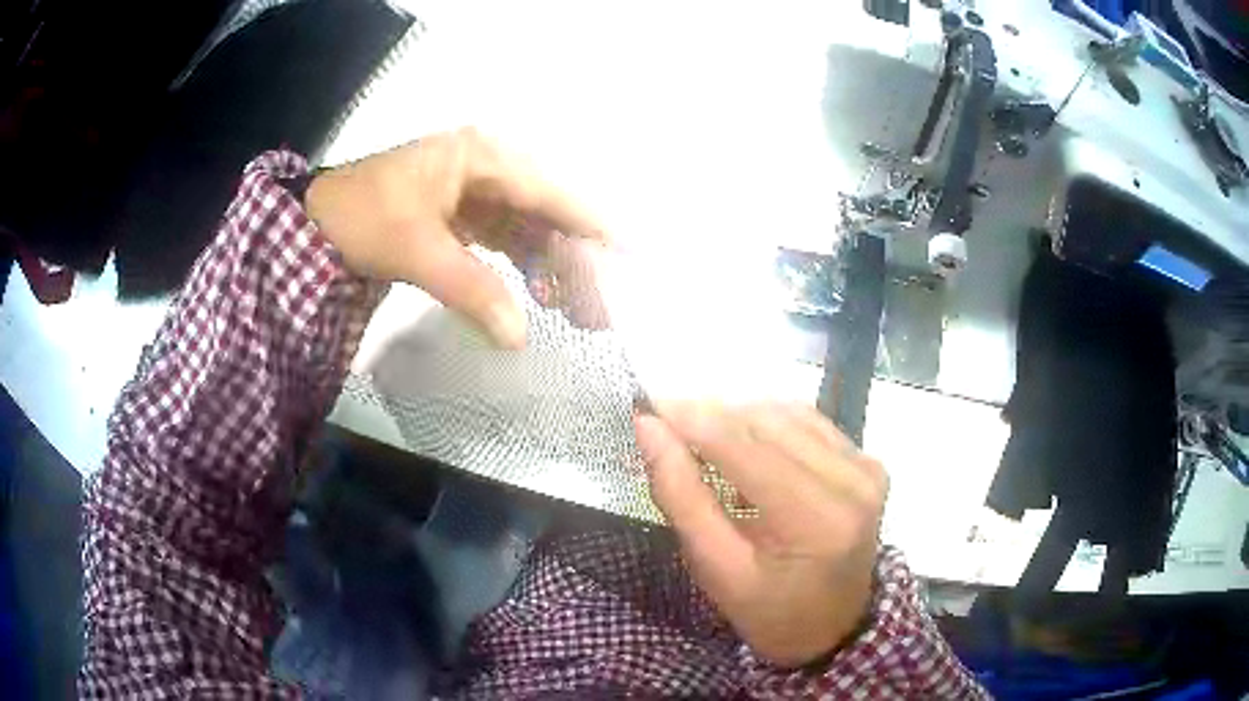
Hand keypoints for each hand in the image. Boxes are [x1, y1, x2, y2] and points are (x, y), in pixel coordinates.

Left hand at [306, 128, 606, 347]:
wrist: (311, 225)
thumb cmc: (361, 218)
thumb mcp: (417, 249)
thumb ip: (472, 289)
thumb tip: (520, 337)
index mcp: (481, 155)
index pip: (549, 192)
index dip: (591, 225)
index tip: (630, 255)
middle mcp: (485, 164)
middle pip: (545, 211)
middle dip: (573, 258)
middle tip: (596, 309)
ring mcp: (473, 187)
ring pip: (528, 226)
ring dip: (550, 264)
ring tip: (572, 310)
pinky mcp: (460, 211)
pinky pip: (504, 236)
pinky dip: (521, 264)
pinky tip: (535, 292)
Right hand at [634, 402, 887, 667]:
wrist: (831, 627)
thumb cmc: (769, 612)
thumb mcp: (716, 569)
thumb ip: (681, 496)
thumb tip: (649, 428)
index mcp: (819, 521)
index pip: (747, 449)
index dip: (692, 420)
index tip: (646, 406)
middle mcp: (853, 482)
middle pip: (766, 422)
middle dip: (709, 417)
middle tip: (665, 427)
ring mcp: (866, 467)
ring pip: (785, 413)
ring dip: (736, 419)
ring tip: (701, 442)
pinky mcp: (866, 460)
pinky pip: (806, 421)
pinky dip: (766, 425)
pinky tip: (744, 446)